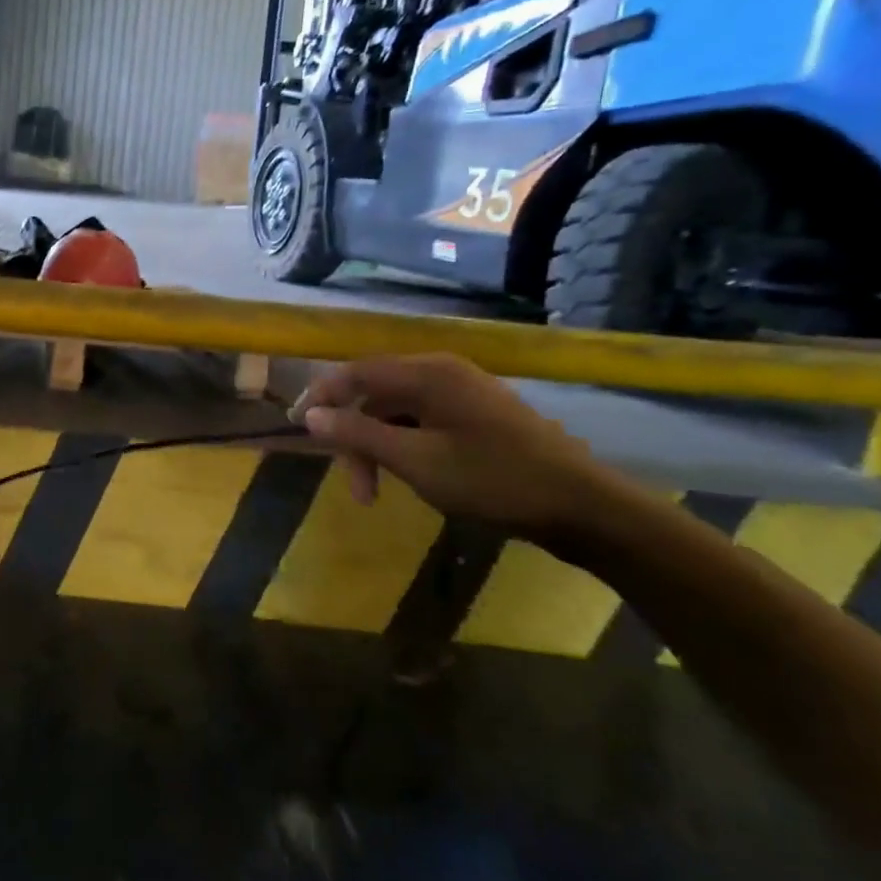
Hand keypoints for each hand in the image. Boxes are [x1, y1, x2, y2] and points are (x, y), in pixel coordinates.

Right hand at [293, 354, 625, 543]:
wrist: (584, 508)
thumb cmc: (493, 480)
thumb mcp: (415, 461)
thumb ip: (358, 434)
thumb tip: (310, 415)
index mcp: (427, 373)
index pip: (354, 372)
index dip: (320, 396)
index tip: (296, 427)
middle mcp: (442, 372)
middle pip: (375, 394)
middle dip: (355, 437)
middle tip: (356, 487)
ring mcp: (464, 393)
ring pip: (398, 411)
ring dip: (379, 447)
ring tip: (380, 491)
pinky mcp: (478, 415)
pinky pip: (423, 420)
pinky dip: (405, 446)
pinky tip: (412, 476)